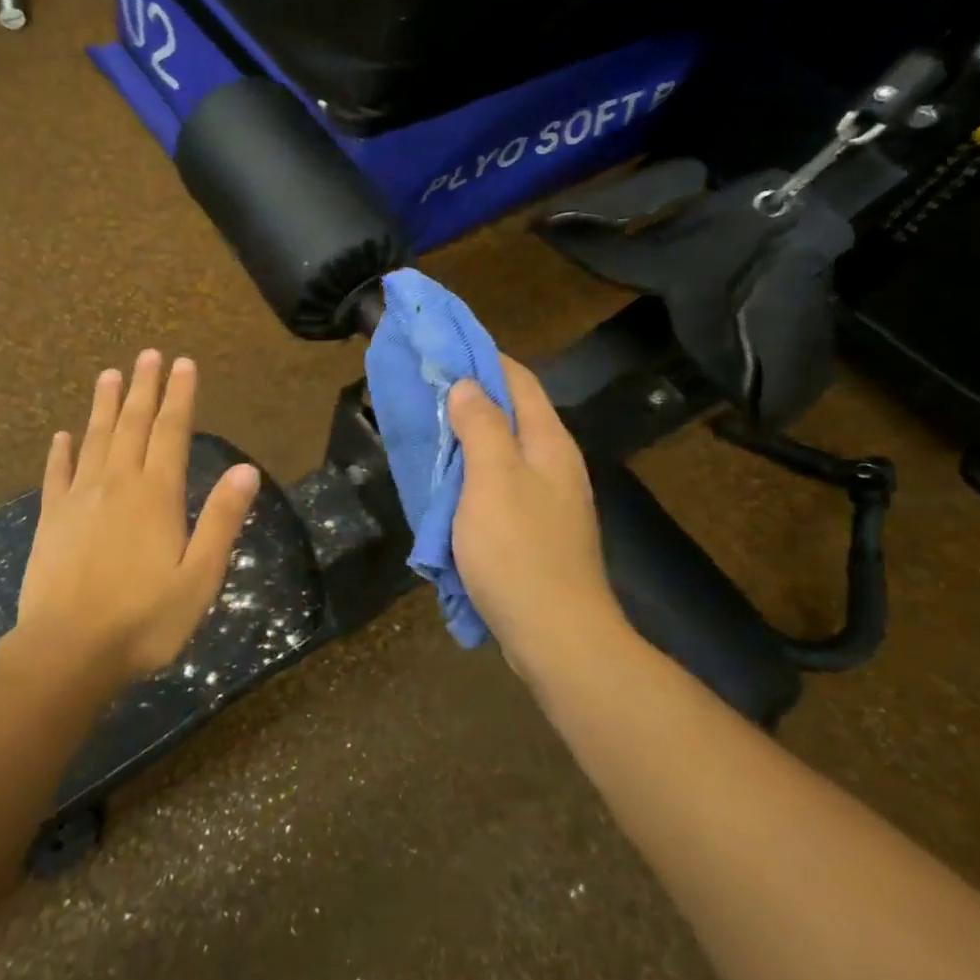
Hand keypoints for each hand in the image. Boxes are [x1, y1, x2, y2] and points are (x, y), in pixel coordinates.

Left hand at [12, 350, 259, 684]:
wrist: (68, 651)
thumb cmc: (145, 619)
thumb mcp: (200, 576)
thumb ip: (221, 520)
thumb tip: (246, 470)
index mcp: (156, 495)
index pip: (171, 432)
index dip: (179, 396)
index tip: (183, 363)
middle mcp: (117, 484)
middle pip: (132, 424)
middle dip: (144, 387)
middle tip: (148, 355)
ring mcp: (79, 499)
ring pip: (95, 439)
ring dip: (104, 406)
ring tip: (110, 375)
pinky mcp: (51, 519)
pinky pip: (57, 475)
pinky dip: (60, 452)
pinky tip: (62, 435)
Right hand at [448, 356, 619, 665]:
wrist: (555, 634)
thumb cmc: (519, 551)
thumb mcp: (493, 480)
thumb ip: (481, 427)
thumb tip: (466, 385)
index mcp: (548, 443)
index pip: (518, 380)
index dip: (482, 357)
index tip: (442, 345)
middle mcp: (553, 464)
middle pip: (511, 413)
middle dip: (469, 396)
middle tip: (423, 388)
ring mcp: (547, 500)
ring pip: (503, 451)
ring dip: (467, 436)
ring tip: (427, 429)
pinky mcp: (534, 530)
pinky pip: (498, 485)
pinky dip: (471, 473)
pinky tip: (446, 482)